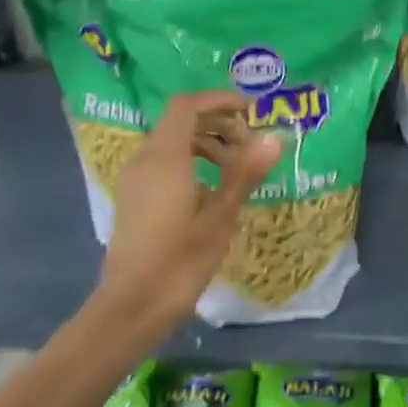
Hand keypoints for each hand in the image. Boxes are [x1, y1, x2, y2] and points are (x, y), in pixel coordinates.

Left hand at [98, 91, 280, 330]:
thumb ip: (245, 173)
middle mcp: (144, 160)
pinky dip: (191, 162)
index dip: (220, 101)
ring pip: (172, 143)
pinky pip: (164, 163)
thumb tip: (273, 138)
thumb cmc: (180, 261)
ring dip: (207, 144)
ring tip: (237, 169)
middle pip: (180, 121)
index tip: (252, 111)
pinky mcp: (135, 198)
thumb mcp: (221, 216)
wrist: (133, 306)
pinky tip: (213, 191)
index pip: (187, 106)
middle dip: (218, 124)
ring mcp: (135, 180)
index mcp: (164, 158)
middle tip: (251, 145)